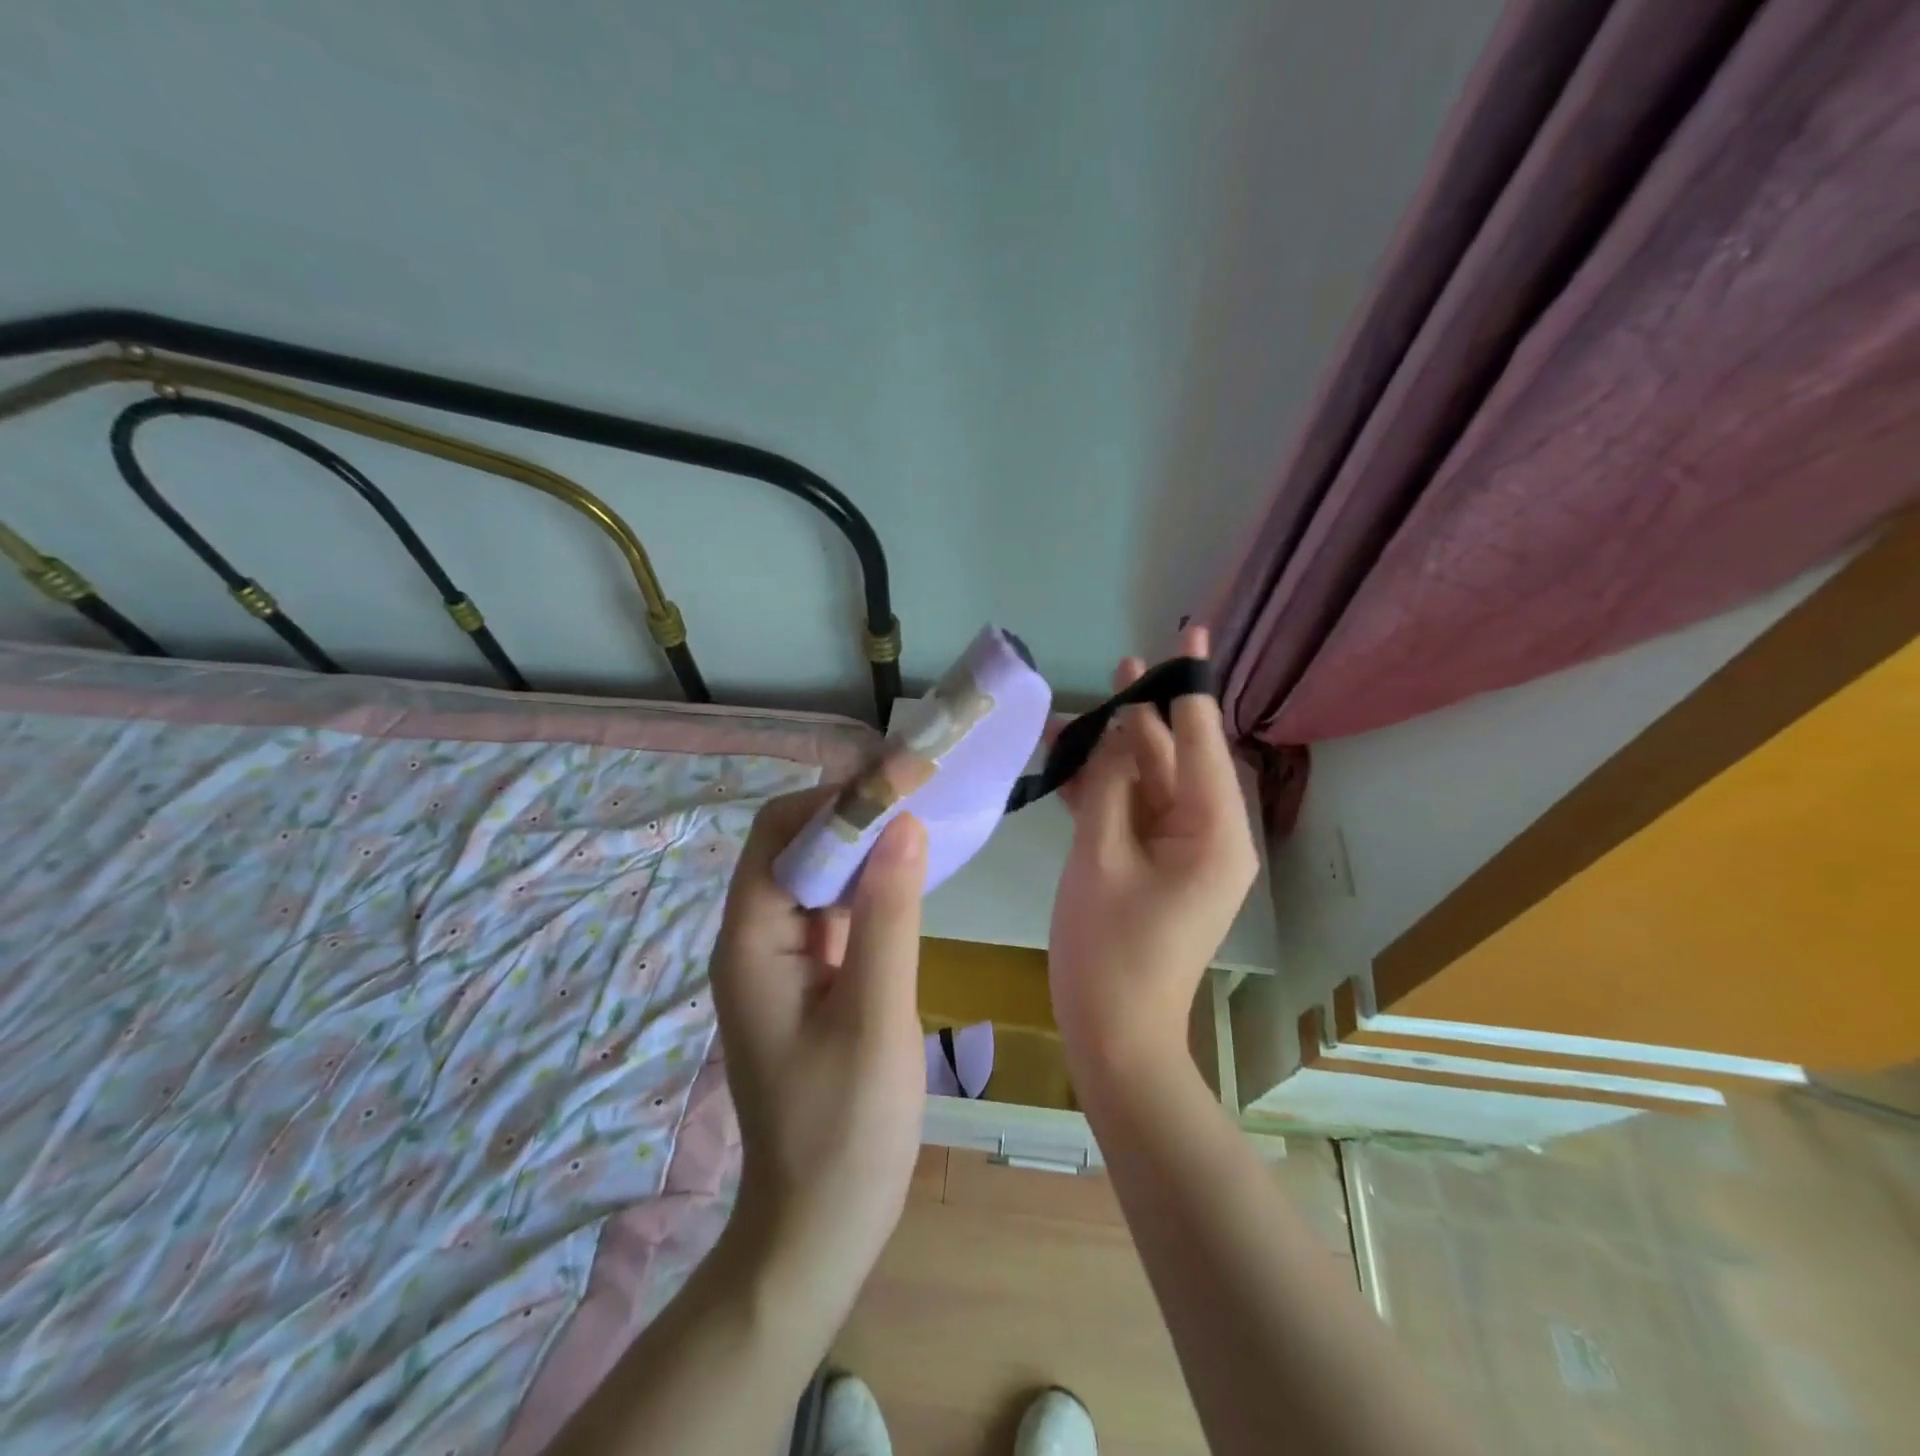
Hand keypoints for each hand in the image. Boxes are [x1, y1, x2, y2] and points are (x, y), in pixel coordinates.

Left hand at [708, 788, 928, 1331]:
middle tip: (920, 792)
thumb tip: (902, 822)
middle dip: (852, 814)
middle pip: (795, 847)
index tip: (899, 781)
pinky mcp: (808, 980)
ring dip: (863, 846)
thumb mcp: (875, 1015)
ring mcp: (781, 961)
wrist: (819, 1226)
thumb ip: (889, 915)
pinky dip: (868, 885)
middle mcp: (755, 939)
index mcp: (752, 941)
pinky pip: (832, 911)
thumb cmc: (845, 1128)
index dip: (835, 799)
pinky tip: (910, 878)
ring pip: (817, 877)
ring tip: (922, 819)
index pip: (779, 833)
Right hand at [1049, 625, 1257, 1077]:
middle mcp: (1206, 833)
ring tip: (1066, 717)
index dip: (1189, 685)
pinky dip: (1102, 791)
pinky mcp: (1153, 865)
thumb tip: (1117, 732)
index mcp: (1213, 830)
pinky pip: (1131, 813)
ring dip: (1109, 755)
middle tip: (1116, 671)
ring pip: (1145, 783)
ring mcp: (1179, 851)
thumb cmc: (1109, 950)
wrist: (1114, 1035)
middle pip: (1173, 757)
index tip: (1190, 632)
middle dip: (1139, 718)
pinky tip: (1066, 764)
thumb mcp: (1101, 857)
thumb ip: (1110, 785)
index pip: (1203, 739)